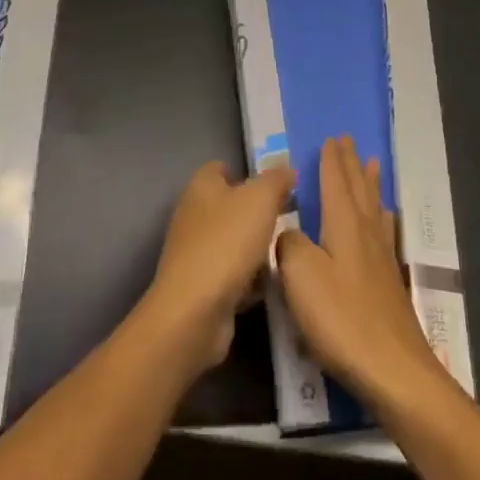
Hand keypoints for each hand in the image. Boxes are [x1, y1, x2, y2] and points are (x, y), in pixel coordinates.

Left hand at [141, 160, 294, 379]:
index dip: (247, 174)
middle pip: (229, 206)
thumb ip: (276, 179)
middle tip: (286, 221)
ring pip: (231, 242)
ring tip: (281, 255)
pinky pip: (229, 274)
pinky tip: (267, 287)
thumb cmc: (227, 243)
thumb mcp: (260, 199)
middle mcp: (192, 214)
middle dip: (256, 214)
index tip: (275, 188)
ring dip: (254, 249)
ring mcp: (193, 253)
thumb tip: (287, 170)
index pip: (221, 168)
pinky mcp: (198, 287)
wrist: (195, 311)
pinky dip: (247, 279)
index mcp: (201, 186)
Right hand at [278, 136, 450, 414]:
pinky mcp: (390, 284)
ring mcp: (382, 258)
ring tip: (372, 165)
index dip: (331, 161)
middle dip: (351, 164)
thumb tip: (290, 232)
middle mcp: (366, 233)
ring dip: (370, 184)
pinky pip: (384, 232)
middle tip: (349, 141)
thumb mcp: (300, 276)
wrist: (393, 371)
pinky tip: (385, 221)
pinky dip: (382, 217)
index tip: (331, 138)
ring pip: (374, 208)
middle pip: (358, 189)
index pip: (336, 182)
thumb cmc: (341, 318)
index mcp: (344, 225)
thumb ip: (289, 245)